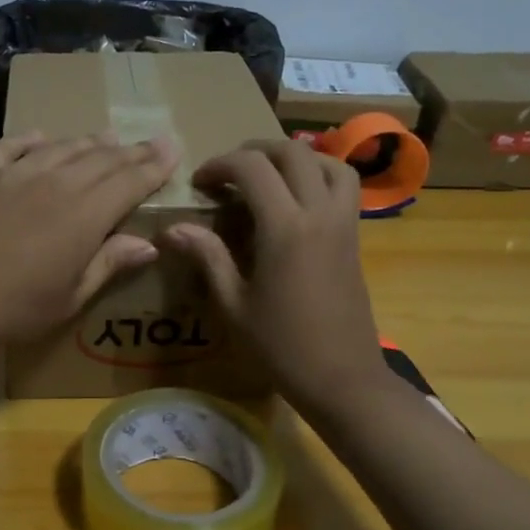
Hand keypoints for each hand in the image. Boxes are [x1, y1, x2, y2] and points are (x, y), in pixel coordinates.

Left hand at [0, 132, 177, 349]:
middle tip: (151, 142)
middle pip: (102, 159)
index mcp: (85, 215)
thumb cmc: (13, 308)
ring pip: (63, 147)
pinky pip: (15, 145)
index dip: (154, 165)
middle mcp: (57, 183)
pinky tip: (43, 138)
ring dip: (89, 142)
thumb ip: (108, 264)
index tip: (173, 149)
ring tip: (107, 138)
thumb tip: (147, 244)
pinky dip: (34, 139)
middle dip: (131, 151)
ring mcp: (17, 172)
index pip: (130, 181)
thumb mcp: (69, 298)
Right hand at [162, 139, 386, 408]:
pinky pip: (344, 185)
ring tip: (267, 176)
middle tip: (228, 173)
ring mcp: (344, 222)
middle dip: (254, 151)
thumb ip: (208, 257)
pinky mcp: (355, 236)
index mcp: (285, 228)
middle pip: (292, 152)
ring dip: (294, 157)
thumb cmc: (281, 347)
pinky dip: (320, 174)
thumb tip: (173, 229)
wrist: (342, 378)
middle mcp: (319, 213)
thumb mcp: (234, 305)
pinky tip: (296, 199)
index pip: (252, 168)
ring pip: (327, 161)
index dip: (220, 165)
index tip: (199, 183)